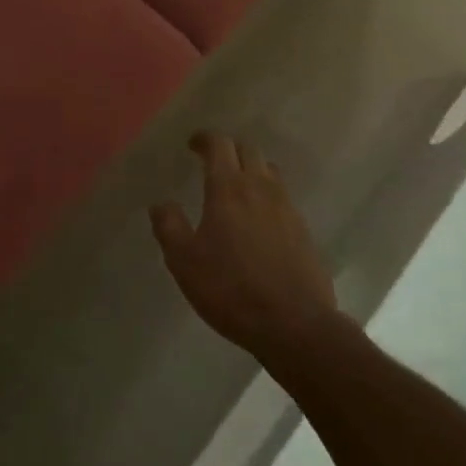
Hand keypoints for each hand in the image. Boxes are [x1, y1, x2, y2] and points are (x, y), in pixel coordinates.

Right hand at [151, 132, 338, 353]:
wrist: (296, 326)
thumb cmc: (231, 288)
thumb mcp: (184, 260)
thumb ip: (168, 226)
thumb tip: (161, 204)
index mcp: (228, 188)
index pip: (219, 145)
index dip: (204, 139)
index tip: (192, 144)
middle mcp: (261, 189)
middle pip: (249, 151)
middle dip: (229, 150)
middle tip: (212, 162)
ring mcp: (288, 209)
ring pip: (270, 173)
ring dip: (252, 170)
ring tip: (236, 188)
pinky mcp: (304, 232)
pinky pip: (283, 200)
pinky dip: (267, 197)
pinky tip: (258, 221)